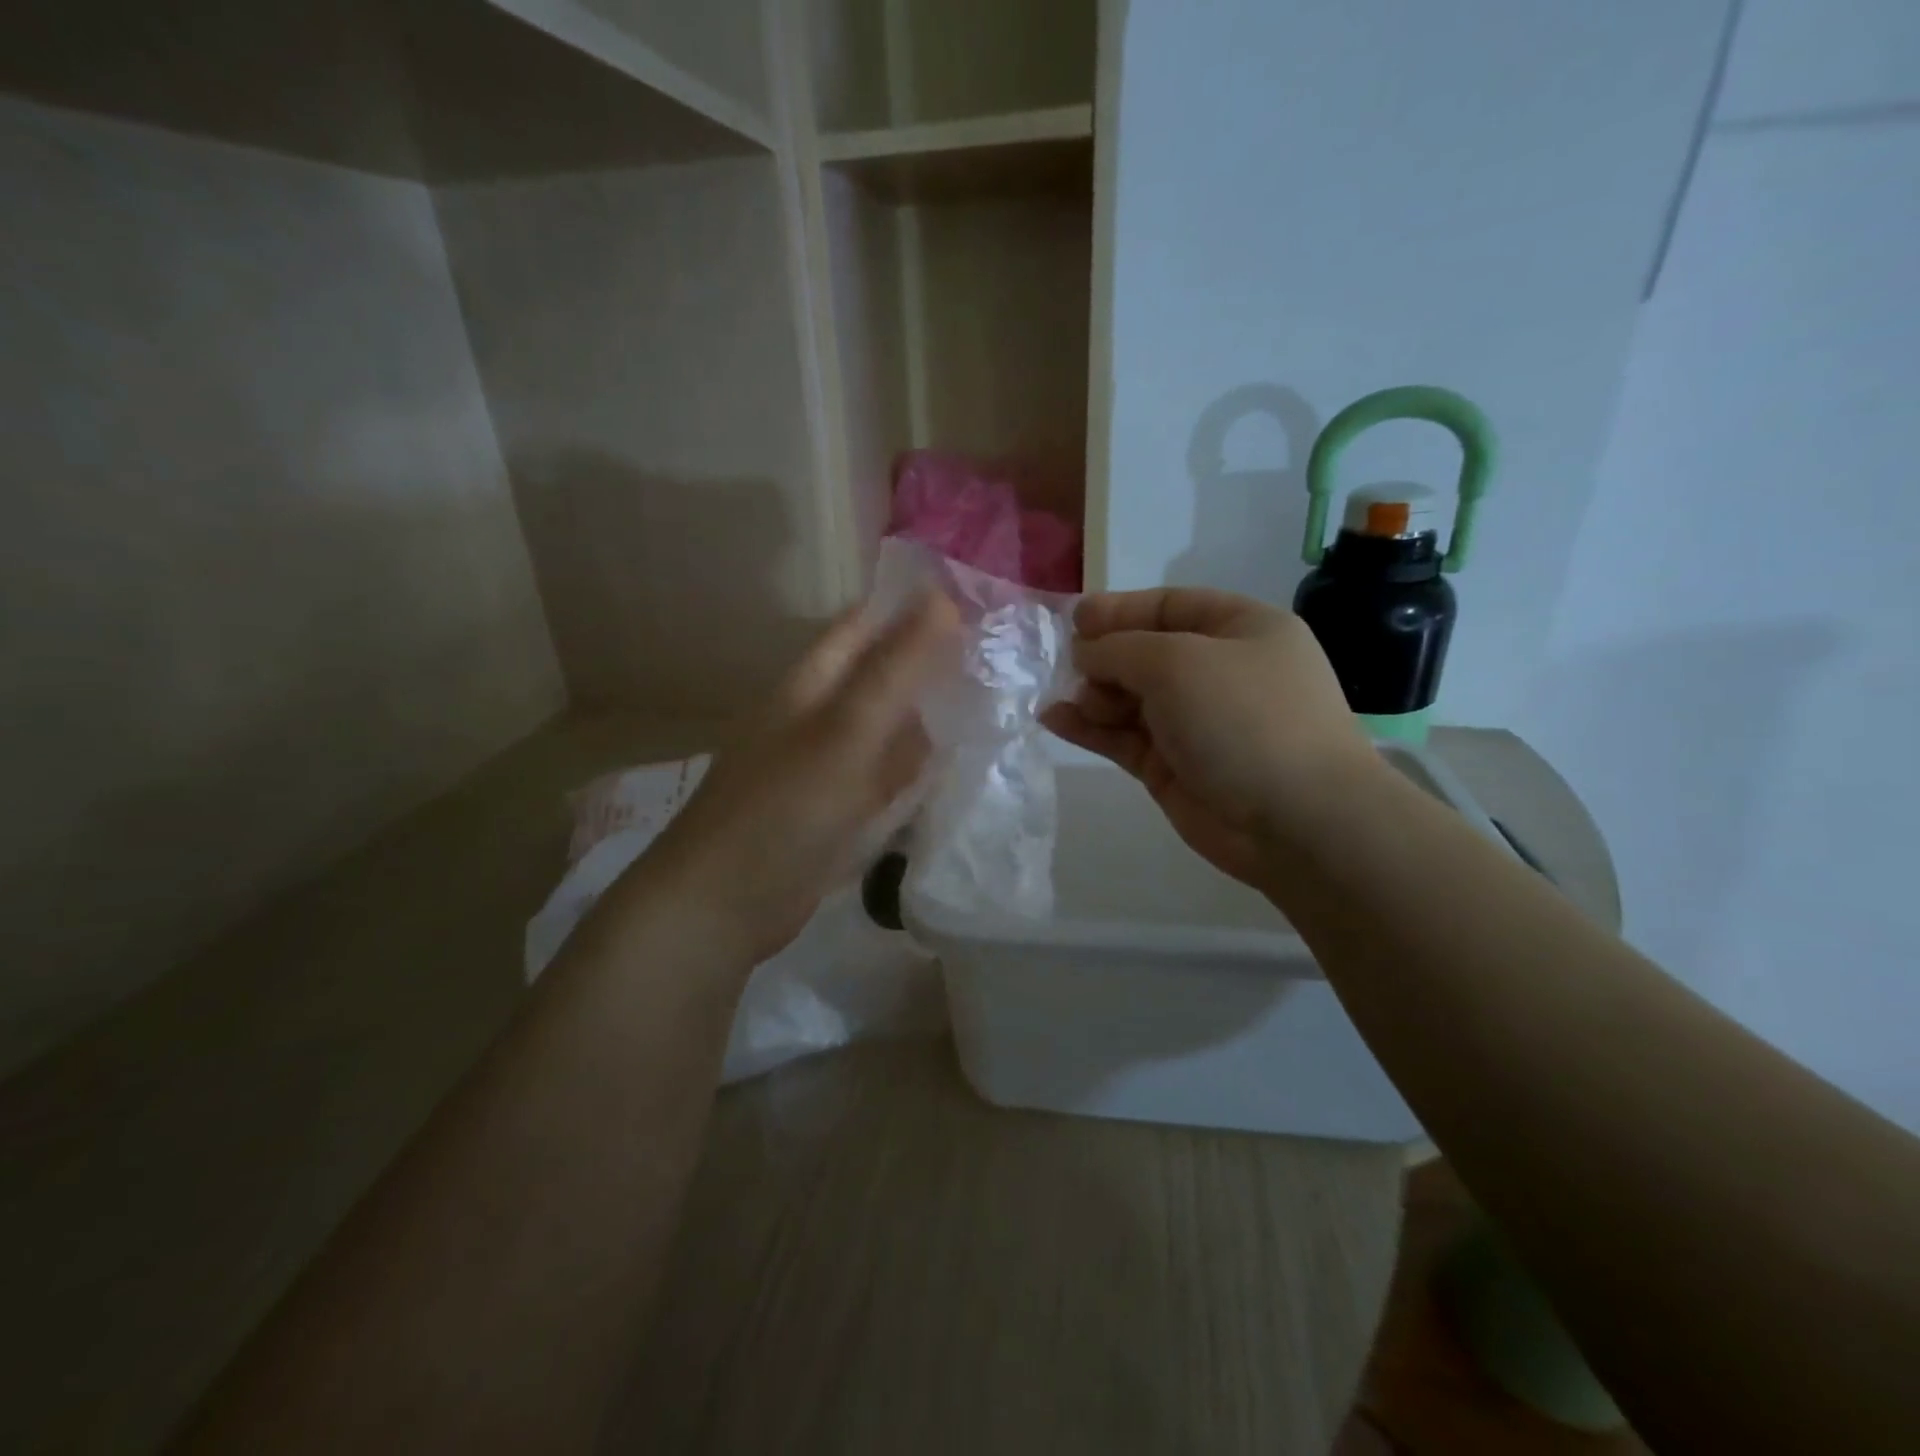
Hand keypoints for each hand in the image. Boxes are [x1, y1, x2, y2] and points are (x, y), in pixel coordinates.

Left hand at [628, 595, 958, 965]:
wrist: (726, 905)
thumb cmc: (785, 809)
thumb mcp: (846, 732)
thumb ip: (894, 670)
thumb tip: (942, 598)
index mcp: (811, 685)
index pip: (866, 626)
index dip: (915, 608)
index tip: (978, 601)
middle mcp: (817, 717)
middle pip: (880, 677)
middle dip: (932, 665)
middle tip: (999, 658)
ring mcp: (825, 765)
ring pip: (885, 728)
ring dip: (927, 718)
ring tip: (991, 707)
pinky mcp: (833, 810)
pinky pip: (882, 776)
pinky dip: (912, 769)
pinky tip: (950, 771)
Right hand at [1041, 588, 1374, 886]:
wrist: (1298, 821)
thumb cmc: (1244, 718)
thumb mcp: (1177, 662)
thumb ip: (1119, 649)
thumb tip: (1084, 653)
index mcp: (1240, 629)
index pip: (1169, 606)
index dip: (1119, 610)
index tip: (1072, 620)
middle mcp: (1219, 672)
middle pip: (1145, 653)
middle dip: (1103, 657)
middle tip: (1067, 668)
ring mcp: (1196, 723)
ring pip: (1130, 698)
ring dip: (1092, 695)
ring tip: (1061, 699)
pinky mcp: (1174, 767)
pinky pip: (1124, 738)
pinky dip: (1090, 729)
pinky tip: (1054, 720)